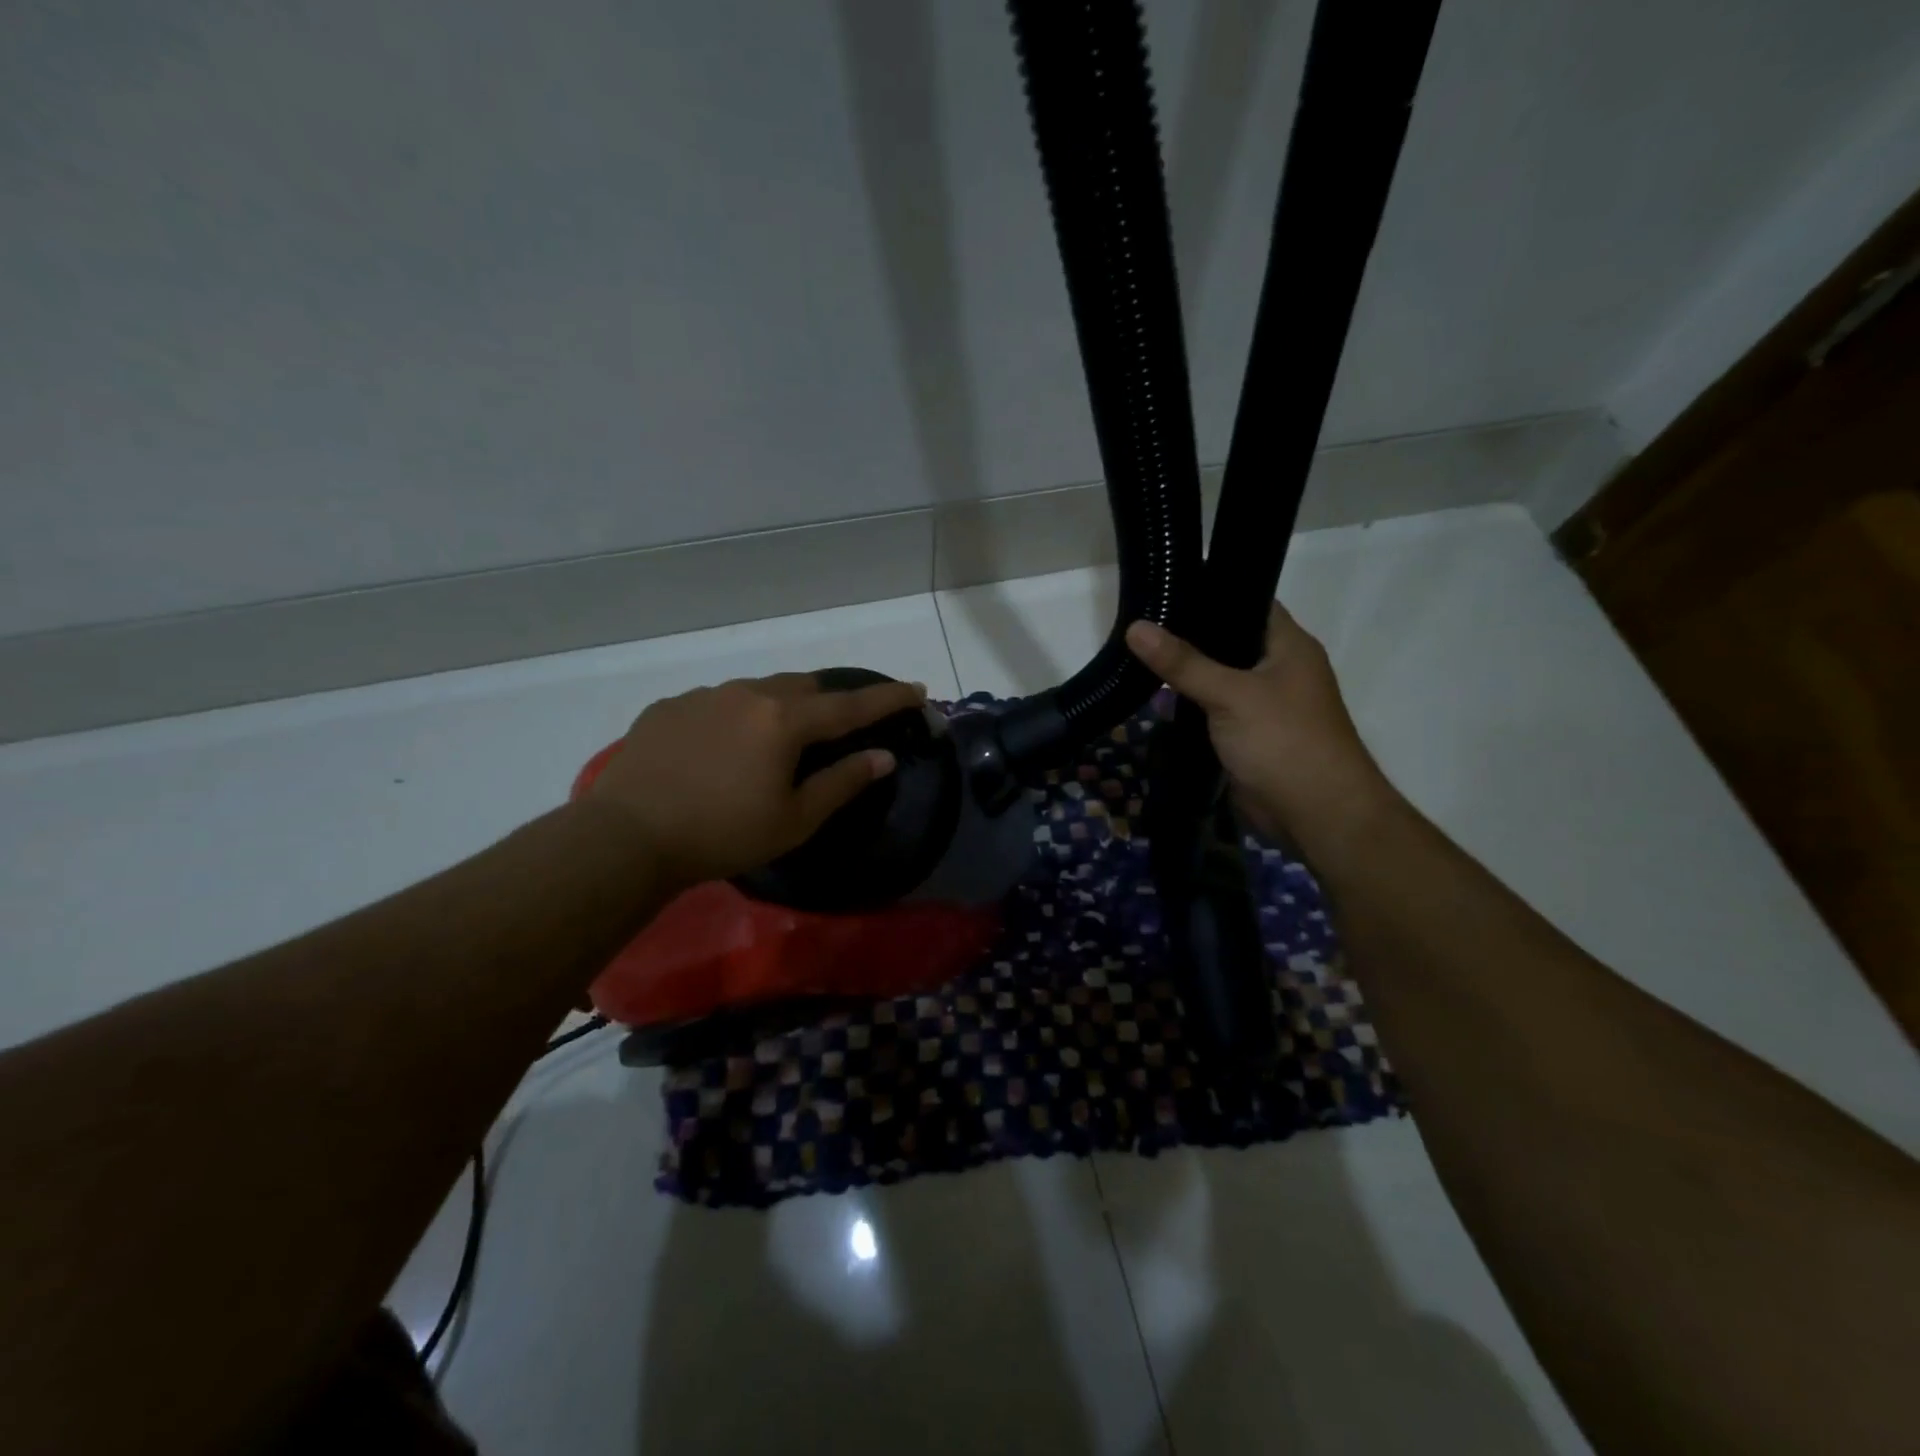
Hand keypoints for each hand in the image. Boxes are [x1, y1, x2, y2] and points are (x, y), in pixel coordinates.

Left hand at [587, 672, 925, 890]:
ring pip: (758, 691)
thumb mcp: (794, 819)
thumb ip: (843, 782)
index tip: (918, 690)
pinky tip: (719, 751)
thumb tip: (884, 756)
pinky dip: (735, 719)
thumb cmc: (723, 833)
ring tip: (771, 745)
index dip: (888, 698)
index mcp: (784, 720)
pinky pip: (717, 703)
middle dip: (829, 702)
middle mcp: (748, 694)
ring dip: (778, 709)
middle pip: (804, 687)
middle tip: (836, 729)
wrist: (626, 835)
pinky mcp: (669, 707)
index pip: (851, 704)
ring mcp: (704, 696)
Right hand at [1126, 606, 1396, 854]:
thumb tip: (1135, 627)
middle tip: (1140, 620)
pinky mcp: (1247, 734)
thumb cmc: (1283, 740)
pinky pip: (1213, 709)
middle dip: (1187, 634)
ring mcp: (1263, 703)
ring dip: (1185, 672)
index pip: (1248, 602)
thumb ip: (1183, 662)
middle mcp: (1278, 668)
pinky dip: (1189, 704)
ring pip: (1217, 677)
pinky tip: (1155, 696)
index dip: (1211, 592)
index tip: (1166, 585)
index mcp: (1288, 645)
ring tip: (1137, 653)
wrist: (1315, 814)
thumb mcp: (1231, 694)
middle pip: (1228, 641)